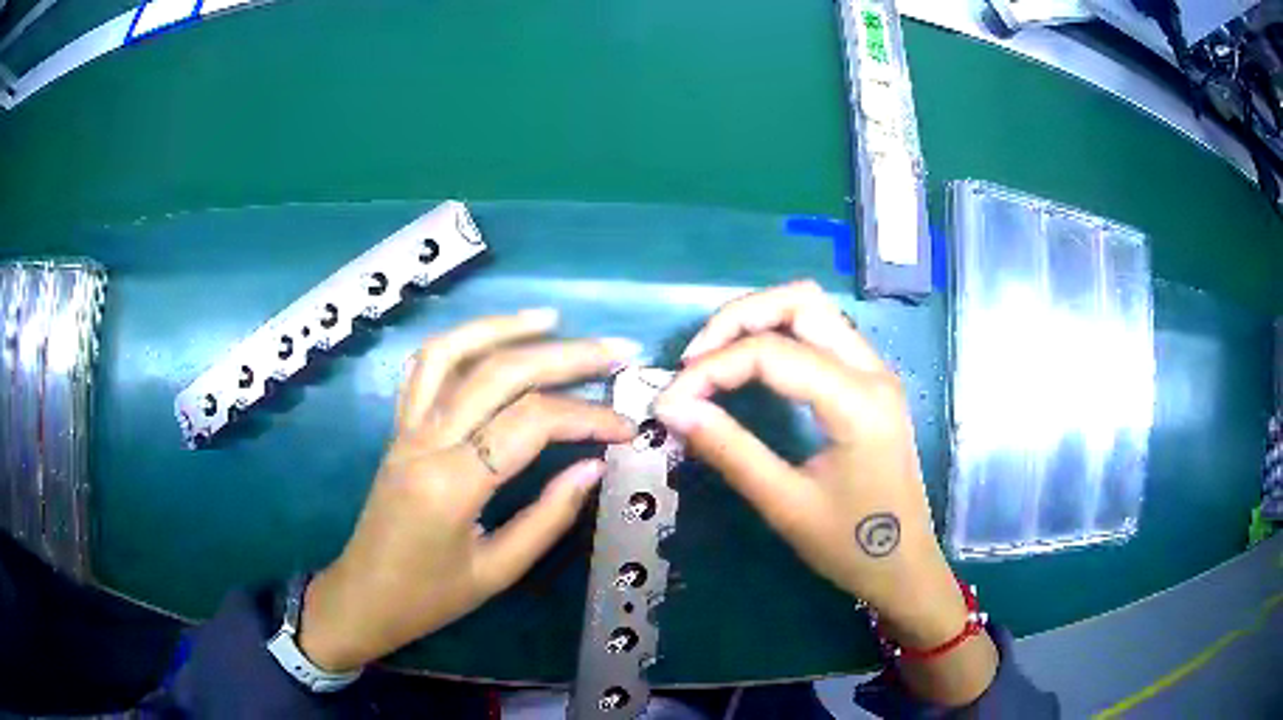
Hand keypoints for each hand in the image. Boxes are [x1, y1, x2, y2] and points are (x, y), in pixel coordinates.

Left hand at [298, 310, 639, 671]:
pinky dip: (462, 341)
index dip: (587, 417)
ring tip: (552, 320)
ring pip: (451, 352)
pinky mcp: (398, 428)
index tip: (627, 428)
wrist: (363, 598)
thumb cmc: (429, 598)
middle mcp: (426, 442)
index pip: (530, 423)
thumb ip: (548, 517)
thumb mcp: (497, 571)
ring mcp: (405, 428)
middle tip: (616, 351)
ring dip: (503, 327)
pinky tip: (493, 338)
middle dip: (565, 356)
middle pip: (498, 374)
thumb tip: (594, 466)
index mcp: (452, 484)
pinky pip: (425, 368)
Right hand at [655, 280, 995, 704]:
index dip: (710, 369)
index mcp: (857, 401)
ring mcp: (876, 372)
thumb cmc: (852, 546)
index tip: (669, 401)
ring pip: (813, 309)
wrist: (905, 569)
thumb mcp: (785, 505)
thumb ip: (729, 450)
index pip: (772, 353)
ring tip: (713, 359)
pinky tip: (751, 367)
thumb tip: (672, 409)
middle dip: (737, 318)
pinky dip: (779, 335)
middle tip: (693, 360)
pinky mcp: (870, 383)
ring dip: (758, 320)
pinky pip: (822, 334)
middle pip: (800, 301)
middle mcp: (872, 370)